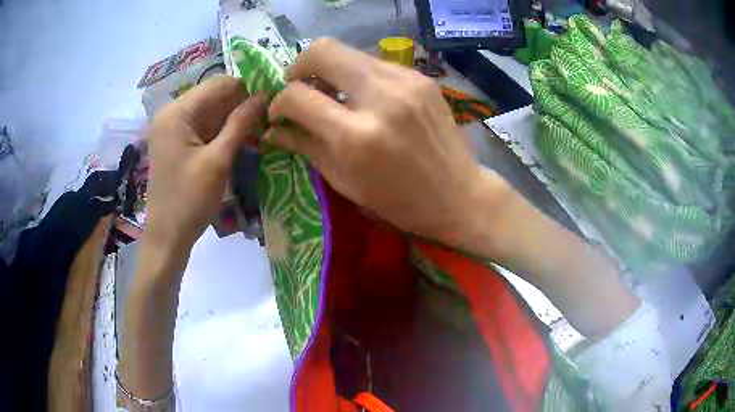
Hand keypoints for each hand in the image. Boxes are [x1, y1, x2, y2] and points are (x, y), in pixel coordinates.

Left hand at [145, 76, 266, 250]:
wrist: (167, 237)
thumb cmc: (189, 200)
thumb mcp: (218, 160)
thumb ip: (240, 123)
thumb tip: (265, 95)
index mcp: (177, 112)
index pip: (219, 84)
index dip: (247, 89)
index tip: (271, 102)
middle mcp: (172, 113)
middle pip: (214, 96)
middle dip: (241, 105)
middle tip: (268, 120)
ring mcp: (173, 128)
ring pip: (211, 112)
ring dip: (234, 119)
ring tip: (258, 132)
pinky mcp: (177, 142)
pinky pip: (204, 127)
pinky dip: (222, 131)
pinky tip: (241, 141)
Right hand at [266, 39, 491, 241]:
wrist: (458, 194)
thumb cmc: (398, 200)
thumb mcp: (344, 180)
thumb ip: (304, 145)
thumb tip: (273, 128)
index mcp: (356, 136)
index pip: (298, 96)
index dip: (279, 102)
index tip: (279, 112)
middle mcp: (381, 97)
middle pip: (322, 50)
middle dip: (299, 66)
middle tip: (299, 86)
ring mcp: (406, 81)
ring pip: (349, 51)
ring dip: (329, 68)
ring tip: (329, 92)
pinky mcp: (421, 77)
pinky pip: (375, 63)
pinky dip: (357, 74)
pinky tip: (362, 95)